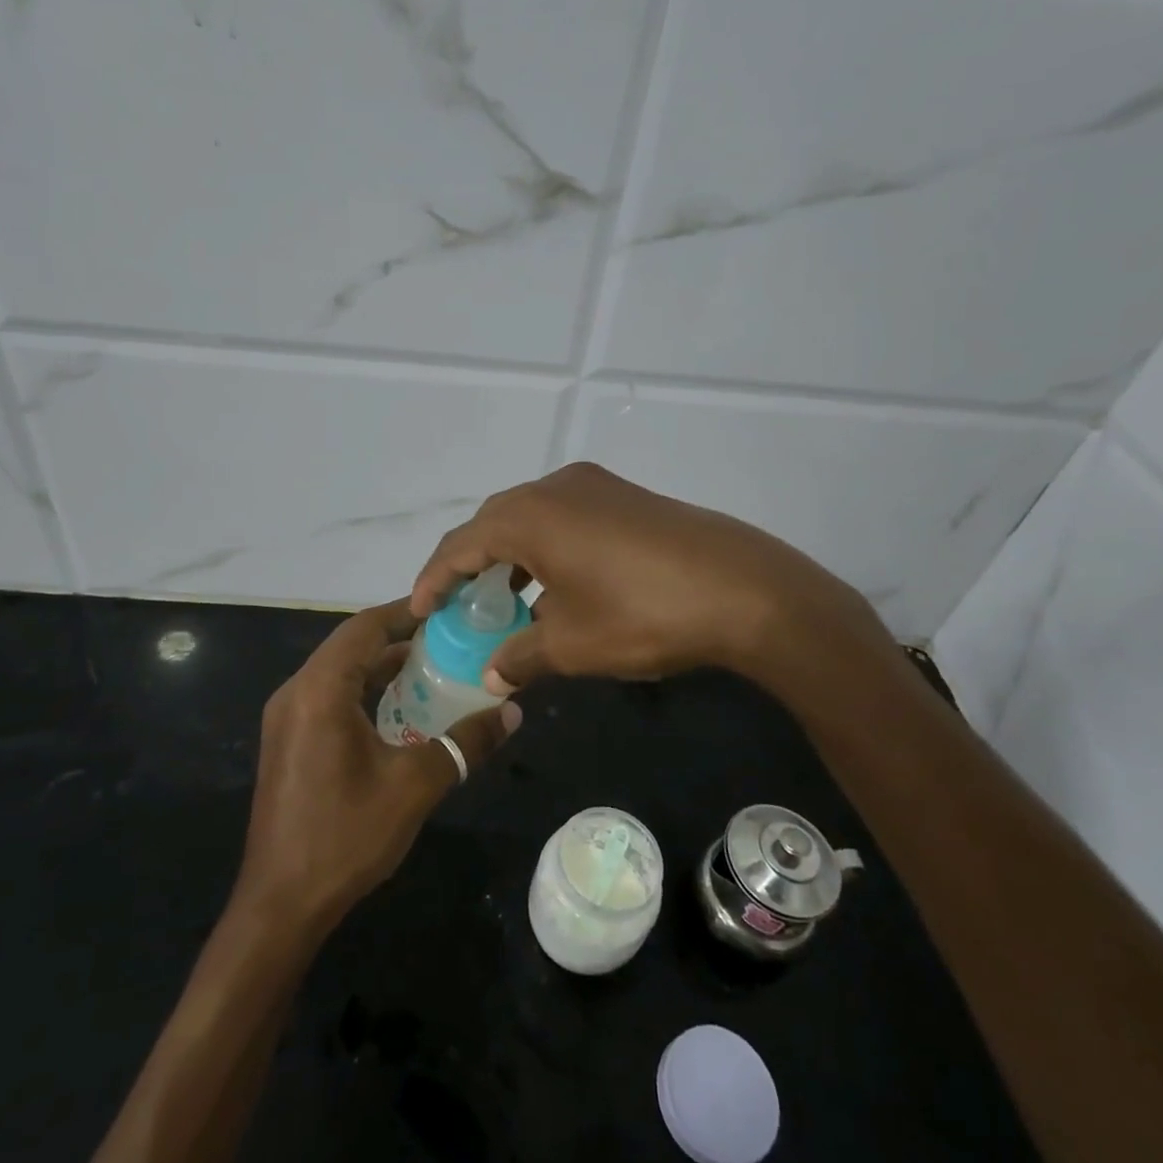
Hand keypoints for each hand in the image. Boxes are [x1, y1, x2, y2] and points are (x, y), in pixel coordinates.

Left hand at [236, 600, 519, 936]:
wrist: (280, 904)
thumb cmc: (345, 835)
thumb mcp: (415, 785)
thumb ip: (465, 743)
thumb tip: (512, 713)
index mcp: (320, 689)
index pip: (365, 627)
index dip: (407, 612)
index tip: (449, 609)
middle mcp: (296, 692)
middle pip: (351, 645)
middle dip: (399, 638)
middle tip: (450, 639)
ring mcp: (287, 718)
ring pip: (340, 672)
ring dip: (382, 666)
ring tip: (433, 668)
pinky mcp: (288, 742)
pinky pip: (330, 697)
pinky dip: (365, 692)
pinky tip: (401, 710)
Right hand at [412, 463, 896, 698]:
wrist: (745, 590)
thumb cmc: (642, 614)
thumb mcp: (572, 645)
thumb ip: (521, 656)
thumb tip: (493, 675)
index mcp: (529, 515)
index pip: (461, 544)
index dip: (434, 578)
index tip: (418, 610)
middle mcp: (556, 487)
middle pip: (492, 522)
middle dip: (470, 563)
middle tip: (458, 604)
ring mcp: (596, 486)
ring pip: (531, 517)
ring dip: (510, 555)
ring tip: (504, 597)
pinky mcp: (626, 497)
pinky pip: (565, 517)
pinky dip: (546, 547)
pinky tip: (556, 583)